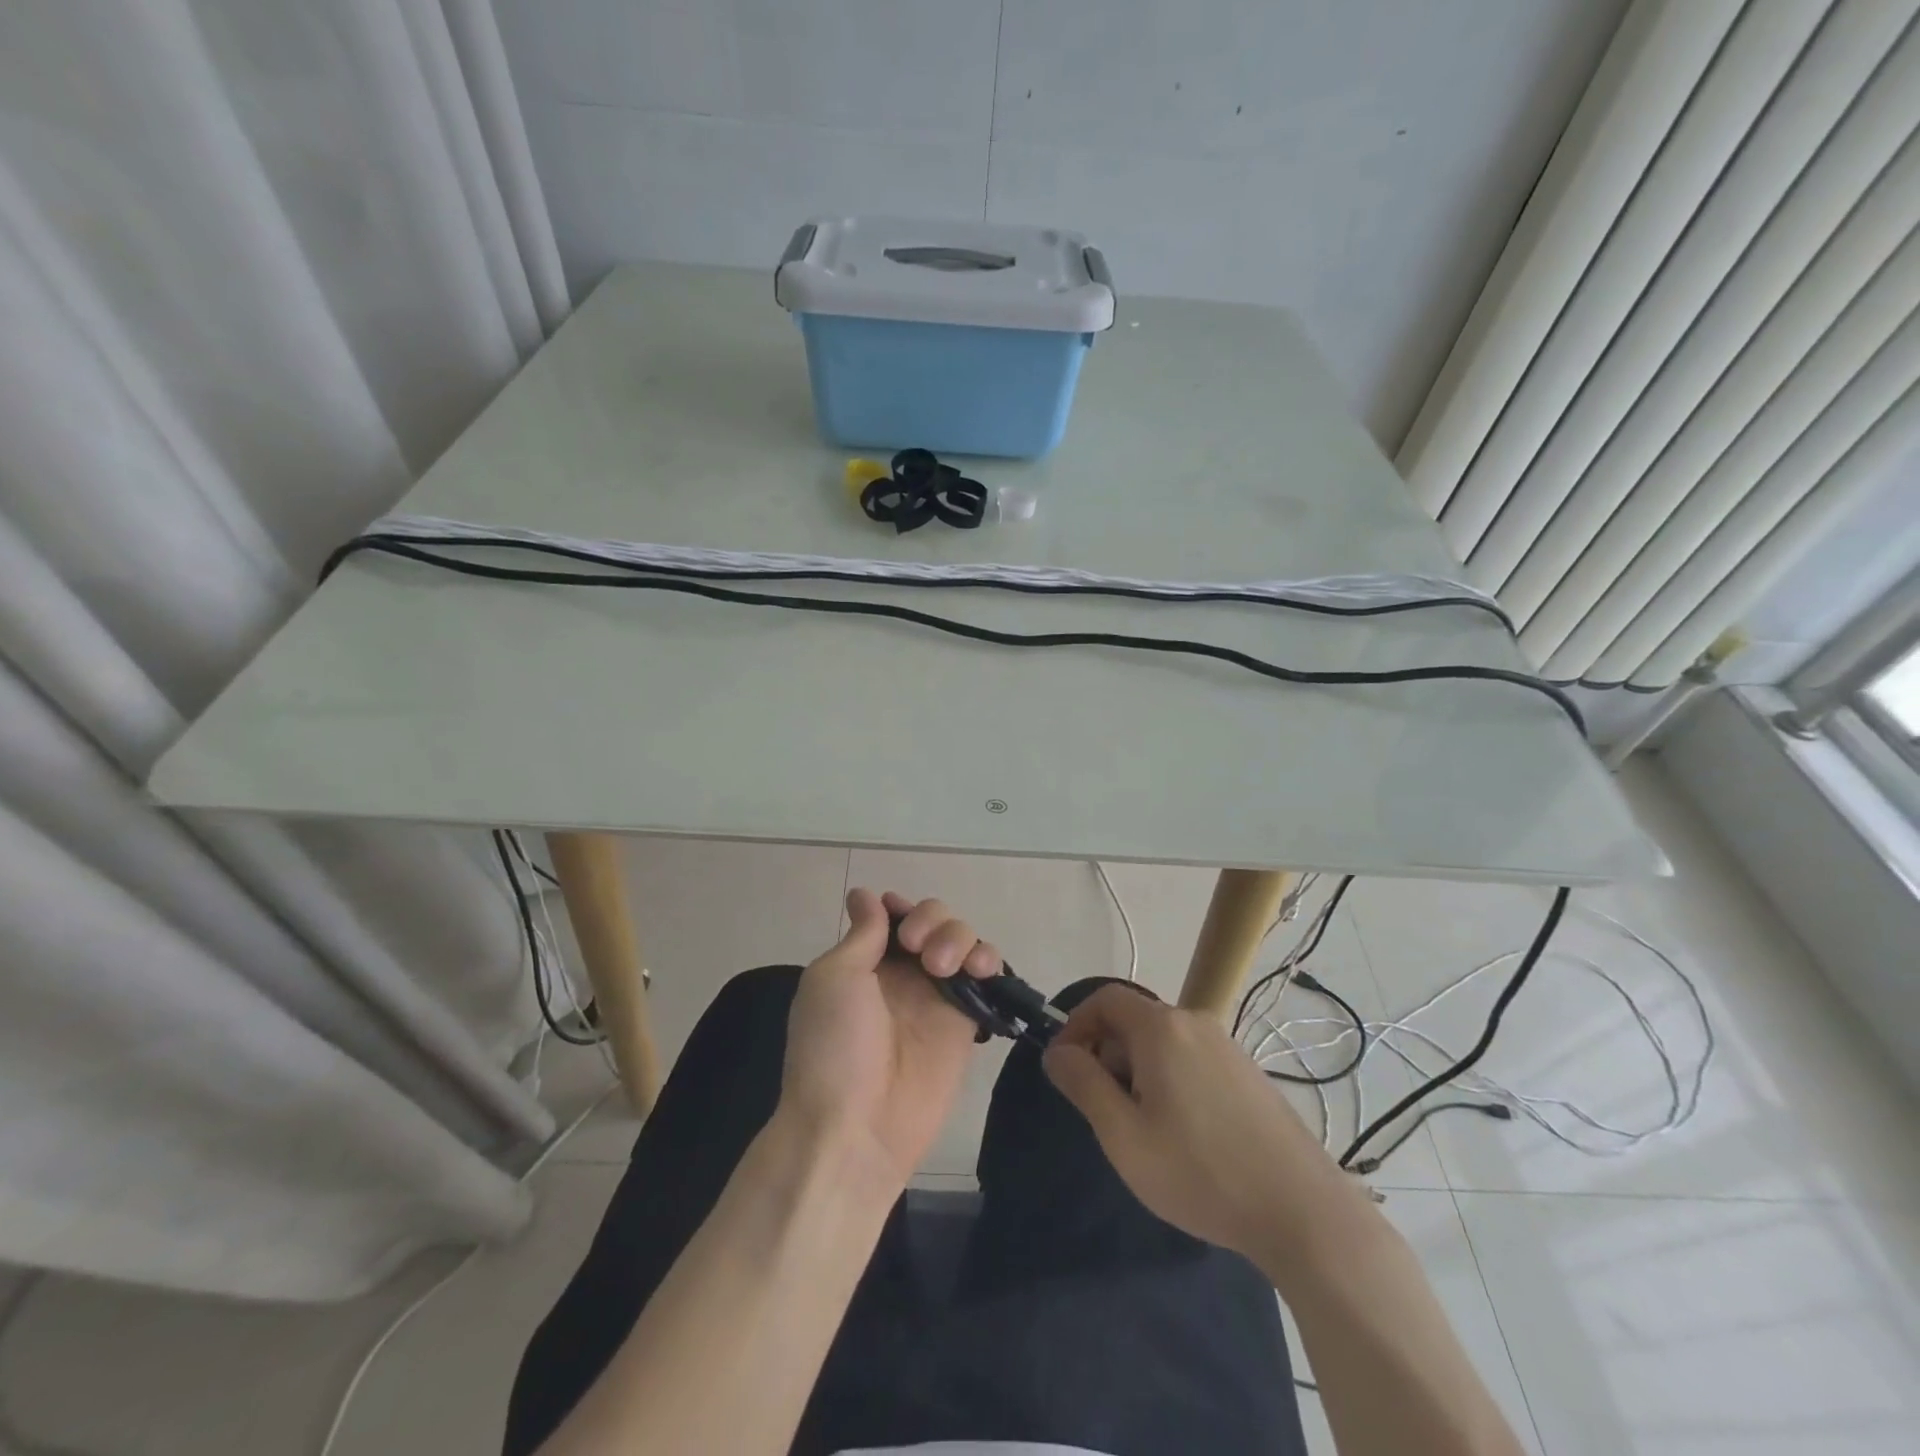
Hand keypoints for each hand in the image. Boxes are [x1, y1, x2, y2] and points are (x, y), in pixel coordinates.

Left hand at [779, 888, 1003, 1189]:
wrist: (856, 1125)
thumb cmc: (833, 1046)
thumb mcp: (834, 978)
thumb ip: (863, 934)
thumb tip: (866, 894)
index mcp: (865, 961)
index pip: (894, 915)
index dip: (901, 907)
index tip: (898, 918)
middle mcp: (903, 973)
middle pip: (933, 919)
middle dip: (931, 919)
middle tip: (916, 948)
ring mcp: (937, 995)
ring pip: (962, 939)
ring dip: (958, 935)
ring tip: (943, 966)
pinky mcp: (967, 1020)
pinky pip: (986, 976)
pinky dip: (988, 958)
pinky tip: (979, 968)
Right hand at [1042, 984, 1363, 1274]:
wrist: (1303, 1211)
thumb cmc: (1201, 1172)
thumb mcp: (1124, 1136)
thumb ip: (1084, 1084)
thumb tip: (1057, 1052)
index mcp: (1161, 1028)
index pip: (1105, 998)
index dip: (1076, 1025)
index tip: (1066, 1069)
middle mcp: (1195, 1022)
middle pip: (1133, 1020)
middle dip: (1107, 1054)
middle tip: (1104, 1111)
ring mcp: (1227, 1046)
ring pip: (1162, 1042)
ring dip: (1137, 1071)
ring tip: (1143, 1129)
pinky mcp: (1247, 1072)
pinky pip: (1191, 1058)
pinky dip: (1169, 1079)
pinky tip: (1183, 1133)